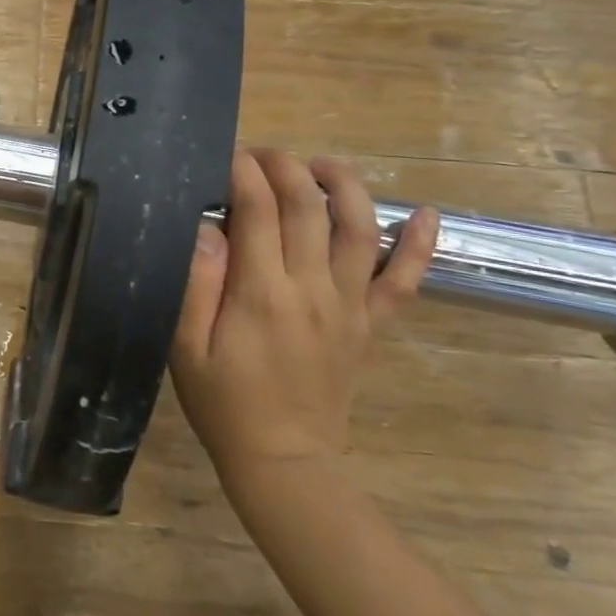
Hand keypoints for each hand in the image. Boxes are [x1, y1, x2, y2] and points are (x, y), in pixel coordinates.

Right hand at [170, 148, 438, 476]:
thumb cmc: (224, 403)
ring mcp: (349, 305)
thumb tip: (207, 226)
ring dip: (344, 185)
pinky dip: (420, 245)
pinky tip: (428, 214)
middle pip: (308, 206)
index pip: (259, 209)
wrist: (284, 462)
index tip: (226, 155)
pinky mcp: (369, 324)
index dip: (244, 172)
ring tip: (321, 163)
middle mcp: (313, 288)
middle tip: (261, 153)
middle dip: (285, 166)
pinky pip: (404, 281)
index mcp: (262, 293)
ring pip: (360, 229)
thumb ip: (197, 284)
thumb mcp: (187, 347)